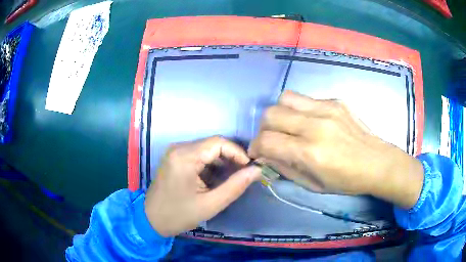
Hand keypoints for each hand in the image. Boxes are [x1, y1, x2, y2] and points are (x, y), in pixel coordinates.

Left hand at [145, 136, 260, 236]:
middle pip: (212, 144)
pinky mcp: (175, 158)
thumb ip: (235, 186)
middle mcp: (179, 148)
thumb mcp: (210, 204)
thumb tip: (256, 171)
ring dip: (221, 162)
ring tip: (231, 179)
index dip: (238, 152)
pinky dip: (210, 165)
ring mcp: (175, 152)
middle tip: (242, 175)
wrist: (151, 220)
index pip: (218, 142)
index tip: (249, 168)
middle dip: (231, 158)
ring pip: (206, 149)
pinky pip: (198, 155)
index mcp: (185, 157)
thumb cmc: (179, 215)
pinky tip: (215, 180)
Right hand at [248, 91, 423, 207]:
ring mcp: (327, 109)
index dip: (255, 147)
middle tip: (272, 139)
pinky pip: (306, 99)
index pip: (266, 141)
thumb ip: (285, 168)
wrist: (377, 162)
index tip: (258, 152)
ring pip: (285, 98)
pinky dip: (300, 110)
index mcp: (310, 152)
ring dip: (279, 113)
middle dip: (263, 128)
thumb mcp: (313, 185)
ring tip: (288, 125)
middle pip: (271, 114)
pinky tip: (310, 122)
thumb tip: (266, 155)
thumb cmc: (346, 181)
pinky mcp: (336, 101)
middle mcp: (315, 126)